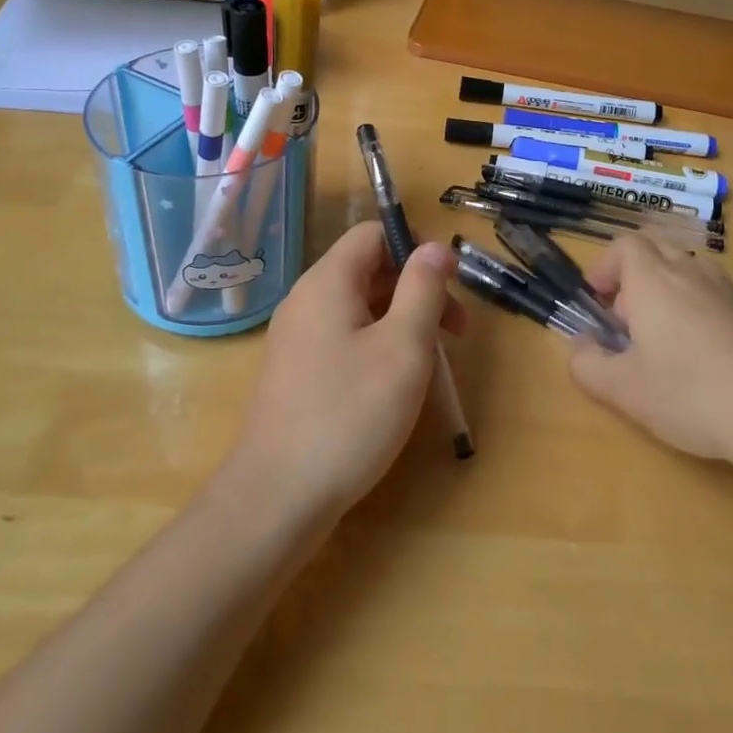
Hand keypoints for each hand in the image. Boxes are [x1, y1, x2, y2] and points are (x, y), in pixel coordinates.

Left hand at [225, 221, 464, 525]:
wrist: (276, 498)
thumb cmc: (349, 414)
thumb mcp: (403, 347)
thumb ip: (423, 289)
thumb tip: (435, 248)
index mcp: (328, 282)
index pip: (373, 234)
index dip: (415, 248)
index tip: (450, 287)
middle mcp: (307, 300)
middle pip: (369, 270)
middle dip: (417, 290)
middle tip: (456, 333)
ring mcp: (297, 338)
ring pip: (360, 308)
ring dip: (402, 321)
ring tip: (433, 363)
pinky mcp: (297, 373)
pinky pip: (344, 339)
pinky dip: (377, 346)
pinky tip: (396, 385)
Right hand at [568, 236, 732, 478]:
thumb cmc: (690, 395)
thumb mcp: (622, 390)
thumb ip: (586, 364)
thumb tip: (580, 345)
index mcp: (653, 281)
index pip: (625, 245)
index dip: (605, 266)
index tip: (598, 300)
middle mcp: (693, 273)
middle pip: (659, 251)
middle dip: (637, 278)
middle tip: (630, 323)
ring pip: (696, 271)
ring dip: (676, 290)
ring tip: (673, 335)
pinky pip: (731, 295)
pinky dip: (715, 307)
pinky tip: (718, 344)